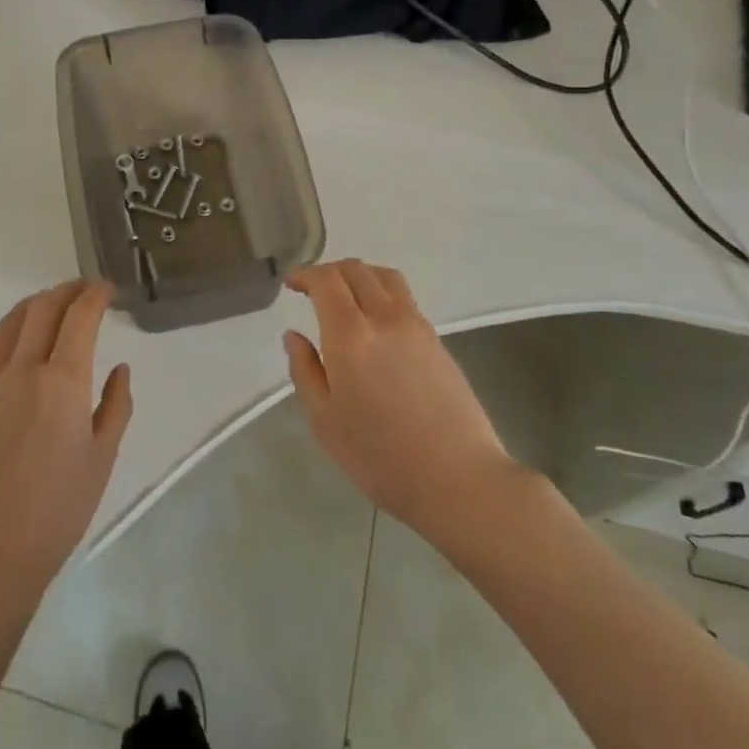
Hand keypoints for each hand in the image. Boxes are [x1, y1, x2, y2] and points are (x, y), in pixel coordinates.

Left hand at [0, 281, 132, 596]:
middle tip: (85, 291)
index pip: (80, 316)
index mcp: (62, 383)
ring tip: (53, 308)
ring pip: (10, 322)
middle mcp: (21, 371)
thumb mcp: (102, 458)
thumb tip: (118, 369)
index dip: (95, 294)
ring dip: (36, 305)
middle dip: (68, 290)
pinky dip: (11, 338)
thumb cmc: (58, 511)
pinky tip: (21, 353)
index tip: (107, 290)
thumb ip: (116, 405)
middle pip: (43, 306)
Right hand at [282, 260, 519, 549]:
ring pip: (385, 277)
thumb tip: (294, 335)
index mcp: (351, 336)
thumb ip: (305, 371)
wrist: (459, 479)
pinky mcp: (437, 340)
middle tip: (311, 289)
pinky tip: (374, 320)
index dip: (305, 274)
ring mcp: (417, 326)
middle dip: (329, 271)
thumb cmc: (380, 458)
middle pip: (356, 270)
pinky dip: (380, 291)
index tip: (290, 283)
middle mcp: (385, 318)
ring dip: (358, 274)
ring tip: (344, 295)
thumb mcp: (325, 421)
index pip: (326, 281)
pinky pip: (403, 297)